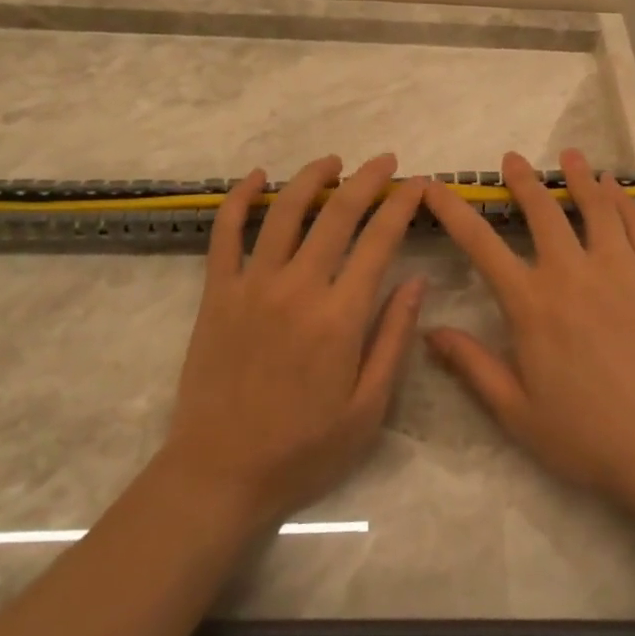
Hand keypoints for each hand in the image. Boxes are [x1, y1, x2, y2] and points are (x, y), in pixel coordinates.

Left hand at [161, 154, 426, 527]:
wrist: (219, 474)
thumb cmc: (303, 449)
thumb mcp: (368, 410)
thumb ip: (393, 339)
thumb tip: (417, 280)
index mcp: (340, 317)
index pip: (379, 241)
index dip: (401, 205)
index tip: (417, 184)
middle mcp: (297, 288)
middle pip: (336, 214)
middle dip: (366, 180)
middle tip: (385, 161)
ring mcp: (252, 285)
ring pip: (284, 211)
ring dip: (311, 178)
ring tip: (333, 161)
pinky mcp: (217, 293)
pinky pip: (225, 233)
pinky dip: (239, 198)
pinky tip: (256, 177)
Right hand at [422, 149, 634, 514]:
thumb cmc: (589, 437)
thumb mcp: (517, 412)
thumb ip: (472, 366)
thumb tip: (428, 331)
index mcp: (531, 304)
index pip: (481, 244)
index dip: (453, 211)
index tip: (435, 186)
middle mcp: (572, 273)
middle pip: (542, 211)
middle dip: (523, 181)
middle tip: (512, 159)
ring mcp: (619, 270)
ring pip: (595, 208)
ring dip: (578, 177)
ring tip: (569, 155)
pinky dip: (624, 202)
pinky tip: (616, 188)